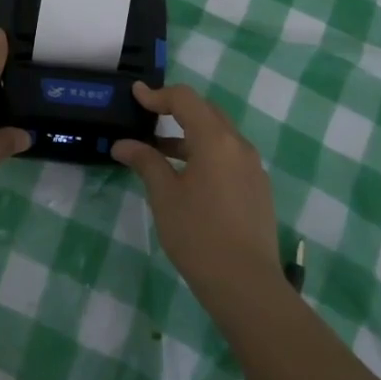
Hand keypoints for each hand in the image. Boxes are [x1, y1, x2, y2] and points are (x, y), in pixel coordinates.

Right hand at [113, 82, 281, 310]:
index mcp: (216, 139)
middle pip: (206, 112)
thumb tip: (123, 144)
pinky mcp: (257, 187)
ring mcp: (252, 167)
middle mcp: (239, 145)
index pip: (185, 99)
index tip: (135, 95)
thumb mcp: (164, 196)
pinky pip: (229, 155)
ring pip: (218, 135)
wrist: (246, 285)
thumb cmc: (199, 235)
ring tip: (159, 150)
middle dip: (176, 109)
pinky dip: (205, 152)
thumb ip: (146, 162)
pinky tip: (187, 176)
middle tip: (148, 115)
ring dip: (189, 134)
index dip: (158, 94)